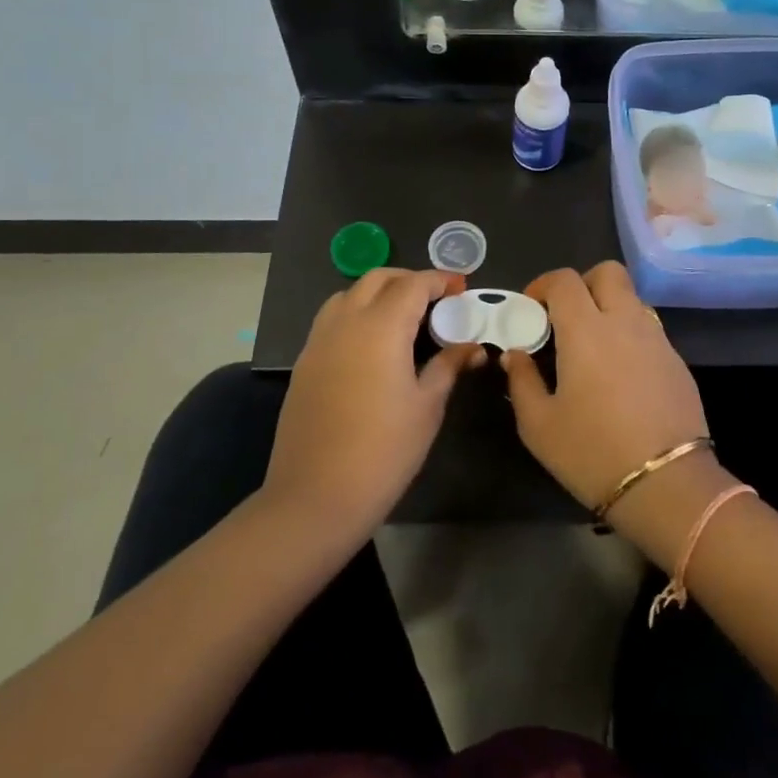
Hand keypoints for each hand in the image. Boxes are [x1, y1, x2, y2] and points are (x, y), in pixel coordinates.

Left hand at [266, 269, 483, 534]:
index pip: (413, 284)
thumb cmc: (383, 451)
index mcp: (380, 327)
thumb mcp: (427, 407)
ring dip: (379, 293)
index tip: (462, 288)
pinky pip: (332, 320)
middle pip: (377, 279)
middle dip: (409, 280)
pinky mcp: (305, 363)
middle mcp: (346, 322)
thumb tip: (473, 346)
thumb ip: (448, 365)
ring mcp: (319, 342)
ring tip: (404, 318)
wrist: (315, 498)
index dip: (440, 280)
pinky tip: (373, 346)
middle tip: (436, 300)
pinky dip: (356, 314)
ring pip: (349, 295)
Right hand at [503, 263, 707, 512]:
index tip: (531, 308)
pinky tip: (621, 373)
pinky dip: (629, 334)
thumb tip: (516, 354)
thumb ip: (522, 381)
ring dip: (609, 307)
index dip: (543, 285)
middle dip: (583, 283)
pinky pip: (649, 329)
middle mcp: (624, 321)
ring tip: (593, 346)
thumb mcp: (539, 425)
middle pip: (608, 272)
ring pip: (631, 299)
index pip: (565, 280)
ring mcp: (656, 339)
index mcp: (586, 329)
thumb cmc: (592, 452)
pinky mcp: (677, 361)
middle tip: (566, 316)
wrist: (666, 484)